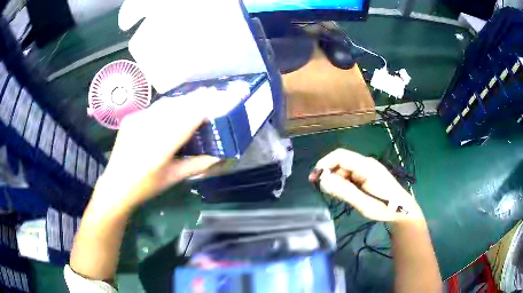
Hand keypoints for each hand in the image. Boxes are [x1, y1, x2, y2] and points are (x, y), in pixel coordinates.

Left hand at [93, 97, 219, 213]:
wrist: (116, 184)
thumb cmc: (146, 186)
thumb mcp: (173, 177)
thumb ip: (197, 164)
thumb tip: (219, 156)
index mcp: (160, 148)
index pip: (186, 121)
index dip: (202, 108)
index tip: (216, 98)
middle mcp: (147, 129)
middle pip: (176, 107)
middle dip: (194, 99)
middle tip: (210, 92)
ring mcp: (136, 121)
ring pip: (165, 105)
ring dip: (182, 101)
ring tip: (196, 97)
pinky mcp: (131, 118)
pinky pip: (154, 109)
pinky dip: (167, 107)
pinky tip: (173, 109)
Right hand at [309, 148, 422, 221]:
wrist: (403, 211)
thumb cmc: (386, 208)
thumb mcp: (364, 203)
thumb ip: (345, 191)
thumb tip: (323, 180)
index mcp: (367, 166)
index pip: (340, 156)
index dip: (325, 164)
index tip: (314, 178)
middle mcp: (366, 163)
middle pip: (341, 162)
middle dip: (330, 174)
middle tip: (326, 192)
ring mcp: (368, 169)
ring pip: (345, 169)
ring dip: (337, 180)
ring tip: (338, 196)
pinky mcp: (368, 175)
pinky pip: (351, 175)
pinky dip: (344, 183)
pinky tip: (346, 194)